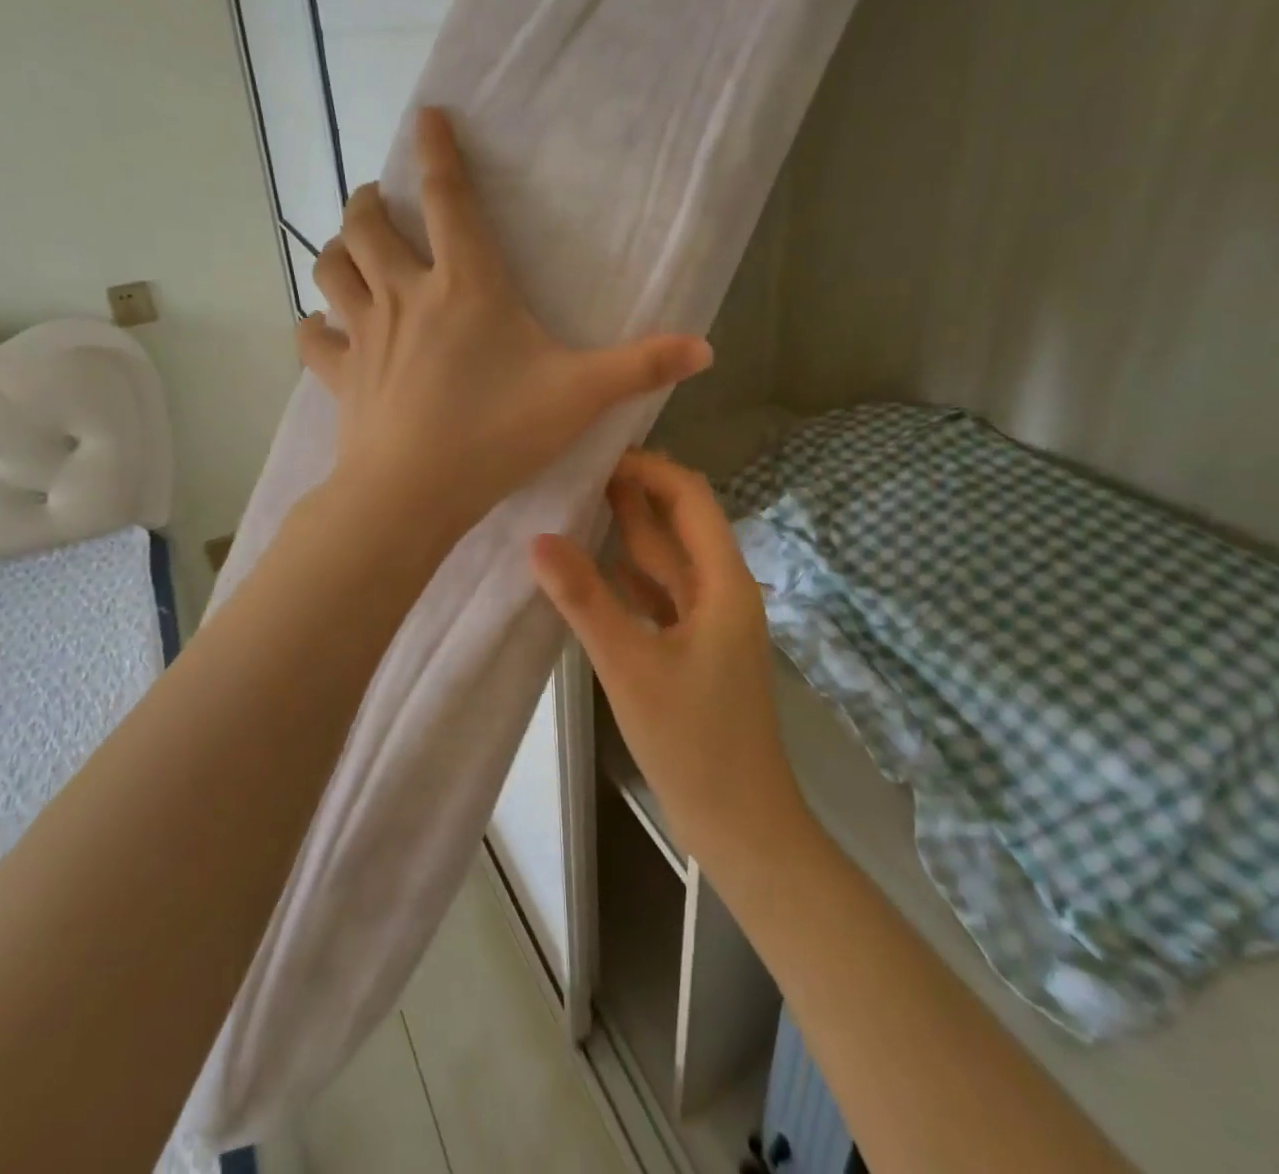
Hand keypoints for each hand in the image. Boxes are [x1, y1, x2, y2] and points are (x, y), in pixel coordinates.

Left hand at [298, 108, 711, 534]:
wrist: (414, 493)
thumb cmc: (497, 434)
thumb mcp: (580, 396)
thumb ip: (642, 367)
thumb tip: (706, 348)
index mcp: (466, 284)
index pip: (450, 198)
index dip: (439, 151)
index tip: (427, 116)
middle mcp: (406, 294)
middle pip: (368, 223)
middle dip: (370, 200)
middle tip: (381, 200)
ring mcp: (365, 333)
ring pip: (332, 268)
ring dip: (337, 248)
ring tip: (351, 248)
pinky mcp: (340, 375)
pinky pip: (312, 338)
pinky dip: (315, 326)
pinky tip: (324, 328)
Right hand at [530, 451, 805, 870]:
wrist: (741, 824)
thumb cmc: (695, 742)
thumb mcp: (632, 666)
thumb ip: (585, 599)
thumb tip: (537, 538)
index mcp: (723, 583)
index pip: (691, 498)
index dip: (649, 470)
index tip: (597, 455)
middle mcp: (720, 591)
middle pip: (677, 525)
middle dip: (632, 494)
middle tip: (573, 470)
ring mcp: (707, 622)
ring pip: (665, 562)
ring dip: (627, 533)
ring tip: (574, 503)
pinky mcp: (693, 649)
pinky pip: (658, 596)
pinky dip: (628, 576)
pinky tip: (593, 567)